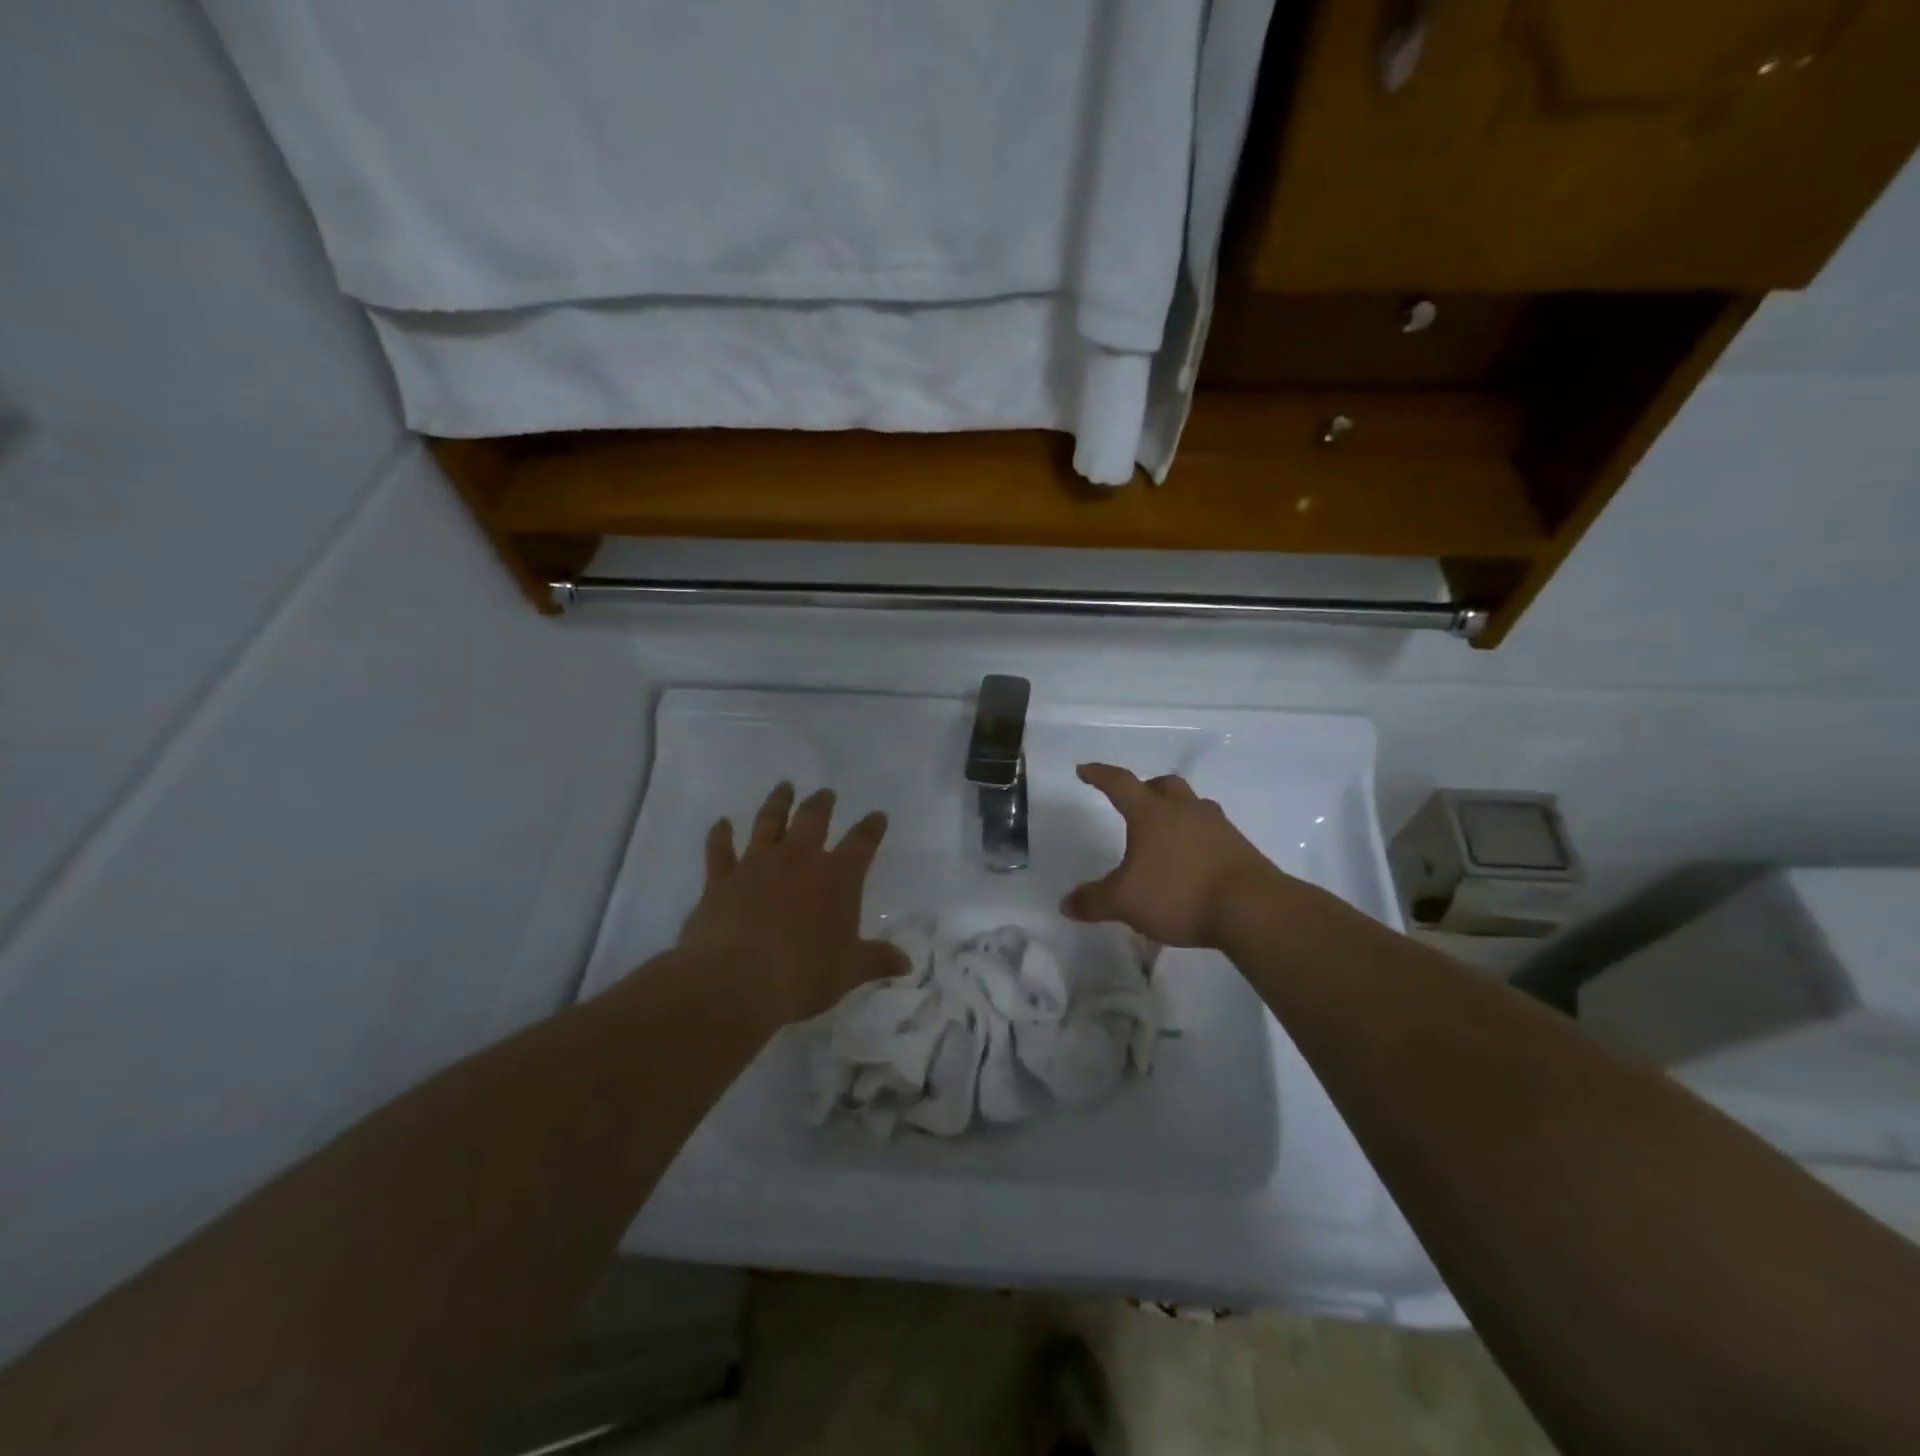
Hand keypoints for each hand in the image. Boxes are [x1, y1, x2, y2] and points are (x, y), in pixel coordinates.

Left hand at [676, 782, 906, 1031]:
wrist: (736, 979)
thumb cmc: (803, 974)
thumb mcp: (849, 970)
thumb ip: (877, 960)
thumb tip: (906, 963)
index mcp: (837, 877)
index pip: (862, 842)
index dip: (871, 828)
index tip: (877, 816)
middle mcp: (799, 859)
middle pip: (813, 819)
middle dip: (822, 804)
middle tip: (826, 793)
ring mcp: (757, 864)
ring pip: (769, 822)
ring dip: (777, 803)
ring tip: (784, 787)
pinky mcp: (721, 878)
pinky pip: (720, 849)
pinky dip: (720, 834)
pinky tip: (721, 823)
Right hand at [1061, 764, 1279, 947]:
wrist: (1251, 908)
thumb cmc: (1178, 893)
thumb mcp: (1125, 902)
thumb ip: (1094, 901)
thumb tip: (1066, 904)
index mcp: (1151, 814)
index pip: (1120, 783)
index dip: (1100, 775)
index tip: (1085, 770)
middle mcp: (1184, 810)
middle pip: (1163, 785)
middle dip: (1146, 788)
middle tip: (1135, 801)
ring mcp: (1217, 826)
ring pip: (1192, 805)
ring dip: (1176, 811)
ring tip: (1166, 832)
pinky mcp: (1239, 847)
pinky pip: (1212, 831)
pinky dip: (1197, 838)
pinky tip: (1193, 861)